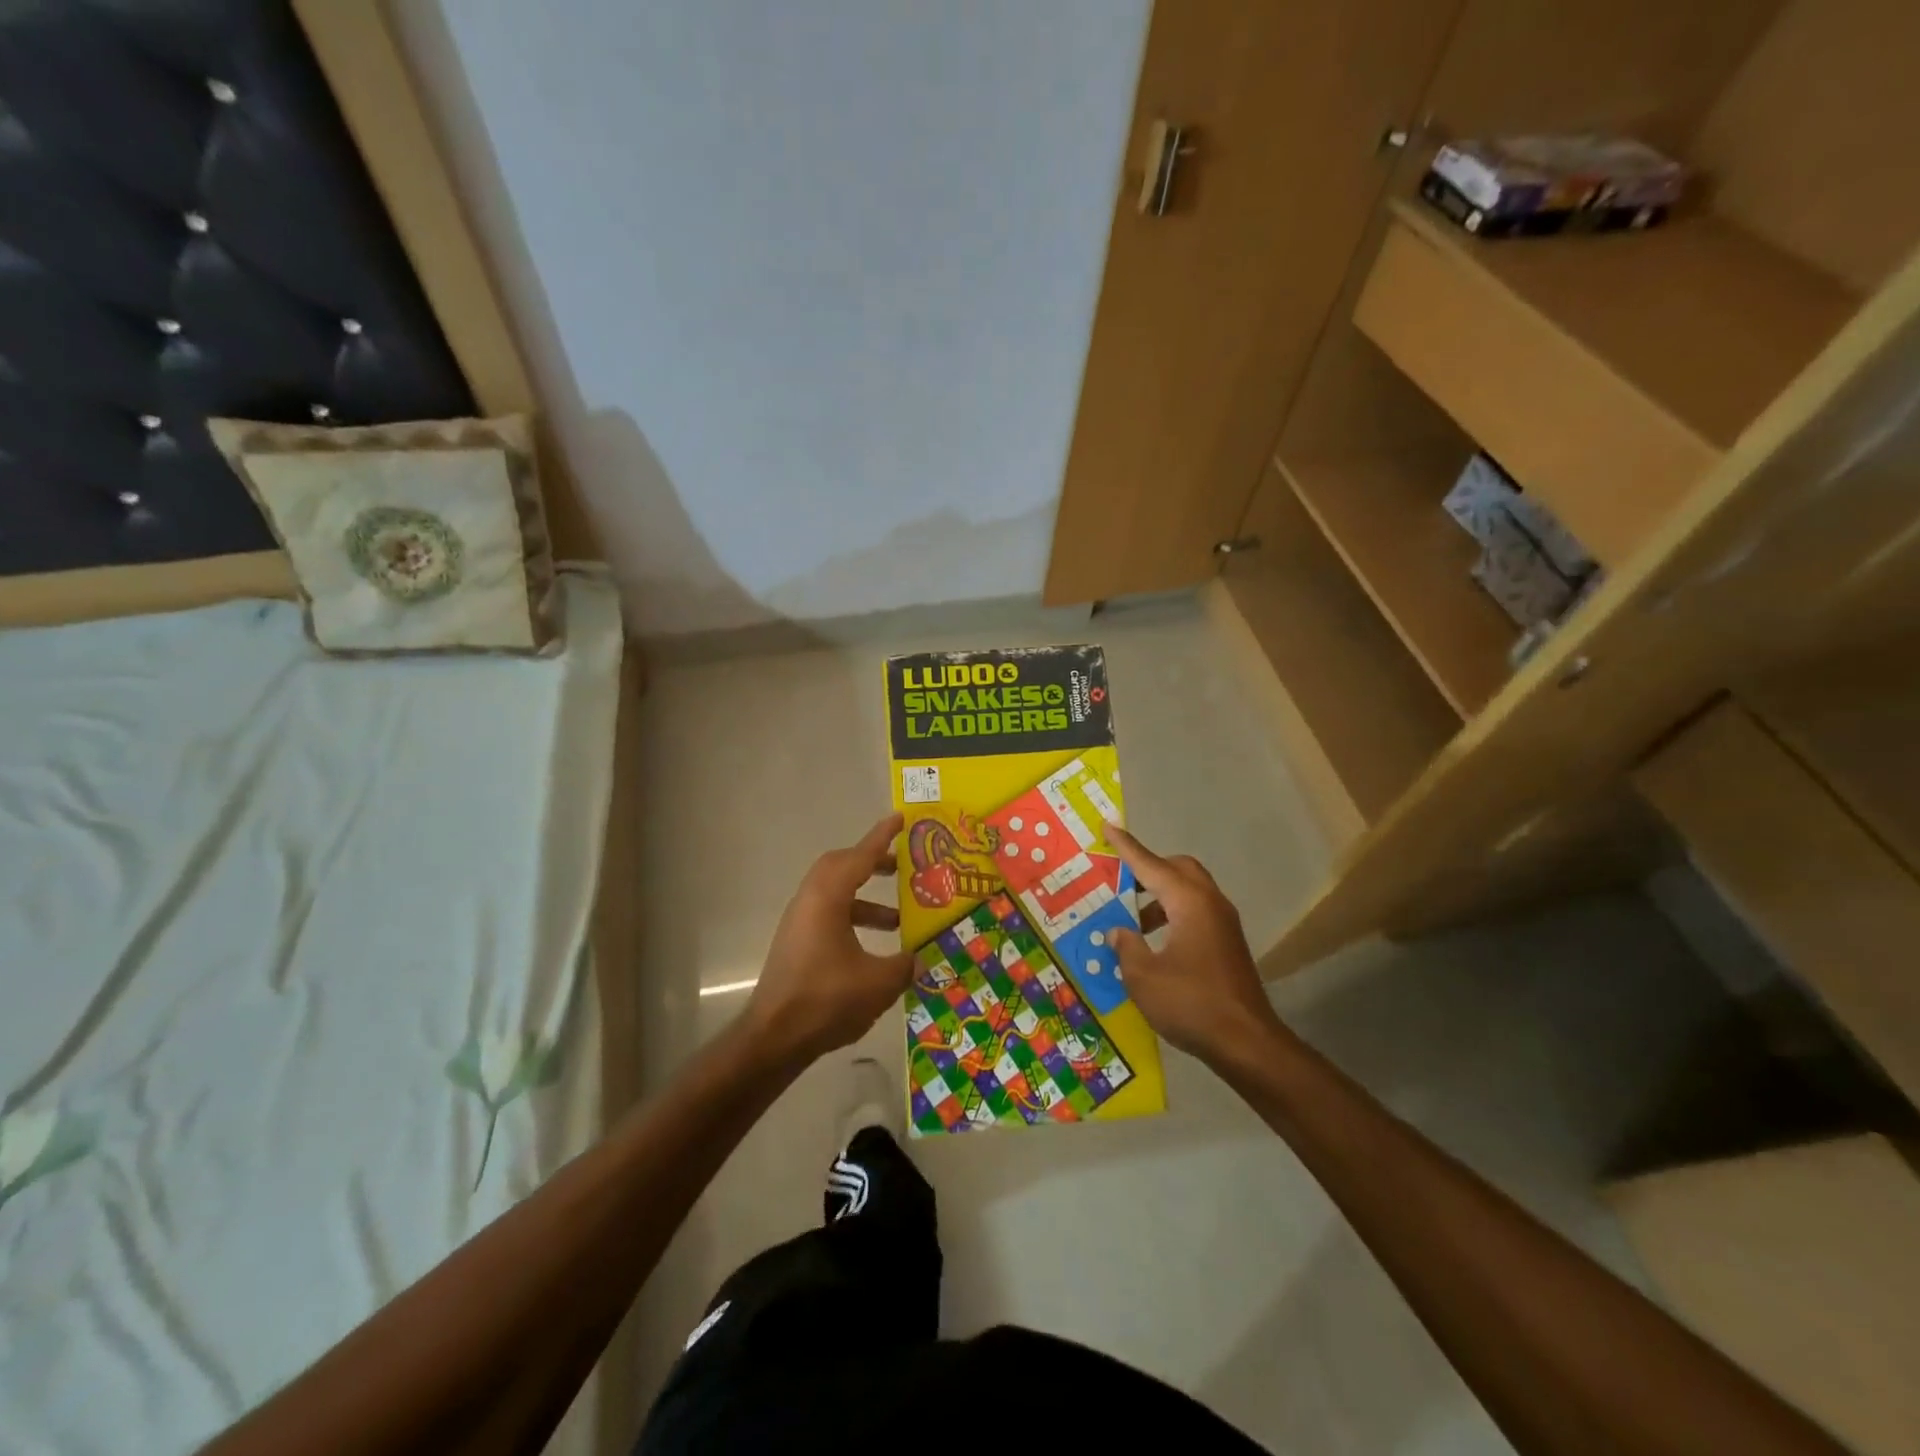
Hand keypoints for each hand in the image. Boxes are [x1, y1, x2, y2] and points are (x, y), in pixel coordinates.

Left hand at [744, 813, 913, 1064]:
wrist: (773, 1038)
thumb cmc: (826, 1000)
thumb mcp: (878, 982)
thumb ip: (905, 964)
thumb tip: (920, 956)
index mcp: (828, 898)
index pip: (860, 856)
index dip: (882, 836)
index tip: (900, 818)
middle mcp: (810, 901)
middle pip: (842, 867)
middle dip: (872, 863)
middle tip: (902, 868)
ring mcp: (799, 922)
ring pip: (836, 893)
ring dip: (866, 899)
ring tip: (899, 918)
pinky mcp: (797, 943)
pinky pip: (829, 914)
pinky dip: (854, 918)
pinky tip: (875, 948)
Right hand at [1107, 824, 1289, 1067]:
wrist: (1247, 1043)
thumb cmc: (1190, 1004)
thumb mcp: (1143, 977)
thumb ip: (1126, 946)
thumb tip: (1119, 931)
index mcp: (1188, 902)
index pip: (1150, 864)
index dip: (1126, 847)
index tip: (1108, 826)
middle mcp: (1210, 903)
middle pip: (1177, 868)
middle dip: (1148, 868)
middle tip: (1119, 881)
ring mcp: (1223, 923)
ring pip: (1189, 890)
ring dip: (1159, 896)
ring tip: (1131, 921)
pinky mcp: (1228, 943)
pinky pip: (1196, 911)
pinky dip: (1173, 914)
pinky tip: (1154, 943)